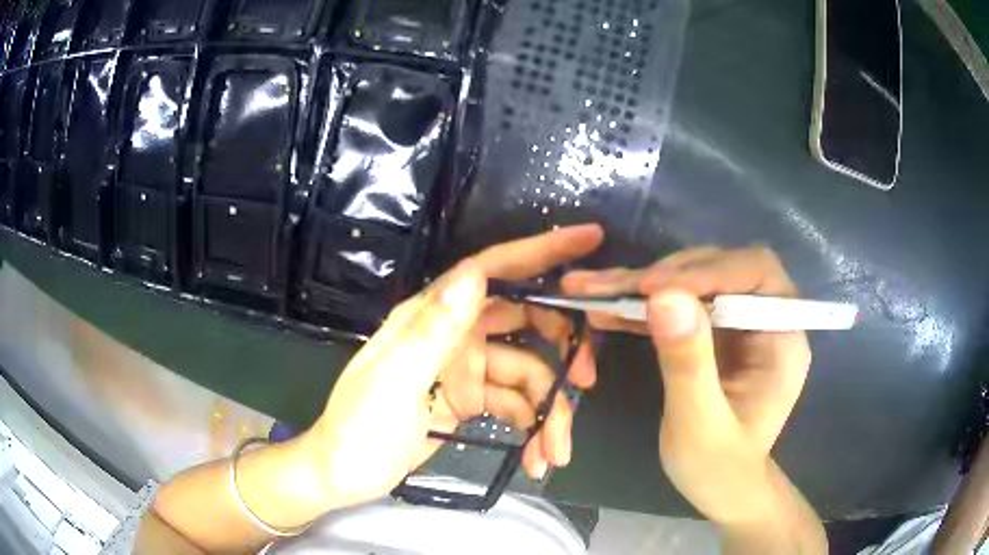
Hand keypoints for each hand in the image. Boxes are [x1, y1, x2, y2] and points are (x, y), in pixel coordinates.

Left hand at [301, 225, 603, 511]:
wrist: (343, 474)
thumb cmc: (359, 429)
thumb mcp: (392, 382)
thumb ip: (432, 330)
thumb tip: (474, 274)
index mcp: (432, 316)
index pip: (493, 271)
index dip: (542, 251)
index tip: (590, 238)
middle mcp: (453, 333)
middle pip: (526, 323)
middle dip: (563, 350)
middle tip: (588, 380)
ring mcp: (465, 368)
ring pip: (527, 374)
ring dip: (548, 412)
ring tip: (554, 453)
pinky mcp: (470, 399)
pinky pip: (514, 403)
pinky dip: (530, 427)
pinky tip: (534, 457)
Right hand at [562, 247, 811, 524]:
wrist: (723, 488)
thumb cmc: (719, 468)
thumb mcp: (699, 426)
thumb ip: (687, 364)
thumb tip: (663, 297)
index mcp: (783, 337)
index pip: (756, 274)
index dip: (706, 272)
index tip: (650, 290)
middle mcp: (768, 318)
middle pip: (722, 269)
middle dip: (667, 275)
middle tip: (612, 289)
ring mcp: (741, 323)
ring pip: (695, 281)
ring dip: (645, 285)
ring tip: (593, 289)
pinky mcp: (717, 332)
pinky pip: (680, 305)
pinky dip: (642, 306)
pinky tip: (605, 308)